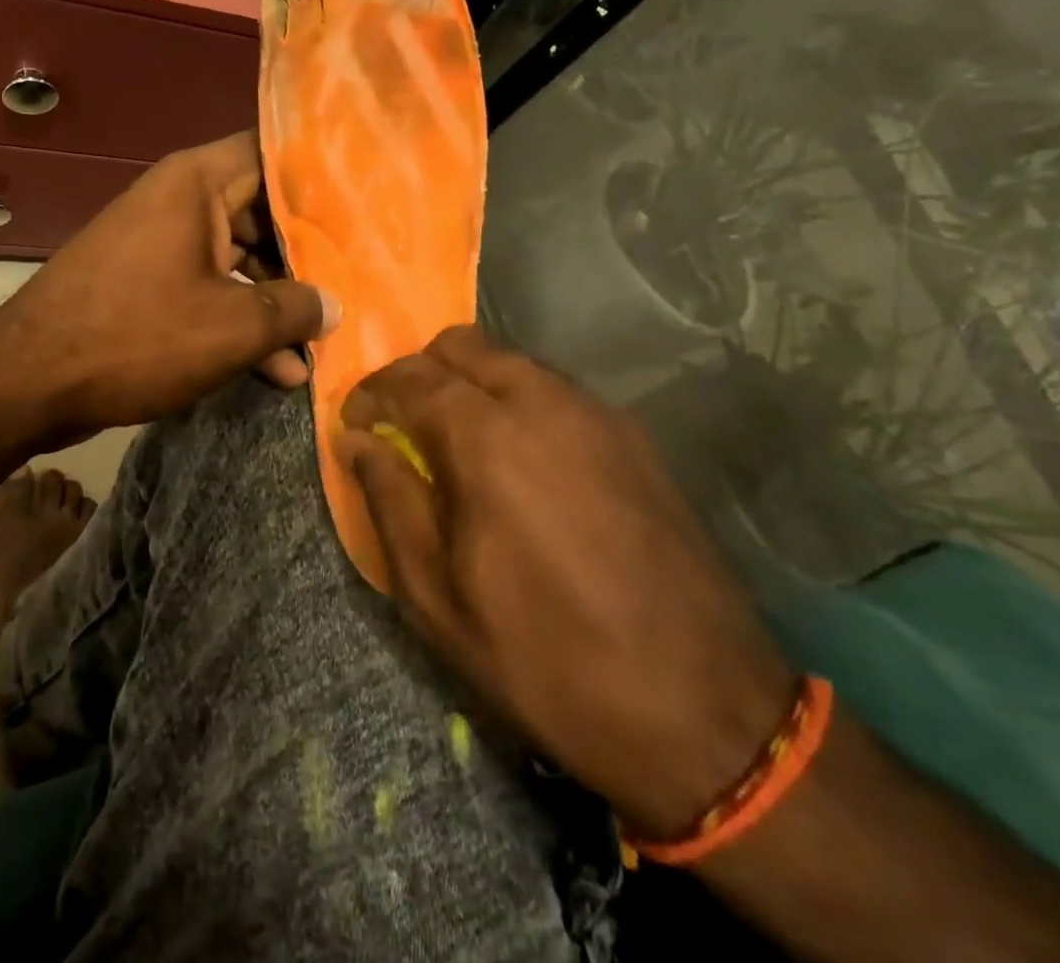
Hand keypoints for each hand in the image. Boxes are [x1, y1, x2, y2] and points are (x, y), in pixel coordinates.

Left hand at [0, 132, 337, 447]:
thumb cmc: (139, 334)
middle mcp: (179, 202)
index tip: (364, 198)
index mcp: (197, 183)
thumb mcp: (232, 325)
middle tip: (357, 279)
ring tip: (321, 344)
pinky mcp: (148, 284)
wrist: (29, 380)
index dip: (320, 173)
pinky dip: (239, 320)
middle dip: (308, 254)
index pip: (273, 152)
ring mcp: (161, 243)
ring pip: (239, 258)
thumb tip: (334, 306)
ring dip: (277, 301)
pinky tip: (277, 370)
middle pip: (262, 212)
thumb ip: (295, 309)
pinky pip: (208, 288)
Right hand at [338, 325, 794, 837]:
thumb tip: (357, 441)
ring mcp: (597, 415)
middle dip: (420, 372)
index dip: (371, 393)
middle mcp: (543, 403)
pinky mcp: (635, 439)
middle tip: (404, 424)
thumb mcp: (437, 597)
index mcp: (486, 438)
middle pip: (462, 345)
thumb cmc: (546, 660)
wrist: (703, 715)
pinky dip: (520, 402)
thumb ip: (389, 500)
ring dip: (472, 383)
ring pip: (512, 361)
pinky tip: (523, 461)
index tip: (356, 425)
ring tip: (460, 442)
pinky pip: (557, 391)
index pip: (409, 376)